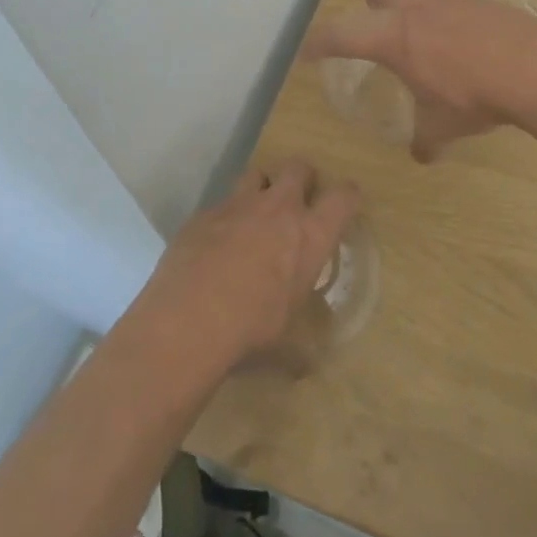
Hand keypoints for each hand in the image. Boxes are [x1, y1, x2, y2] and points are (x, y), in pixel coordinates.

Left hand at [137, 162, 358, 368]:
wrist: (188, 321)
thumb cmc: (251, 331)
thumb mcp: (287, 344)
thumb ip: (300, 348)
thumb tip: (303, 368)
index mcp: (310, 236)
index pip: (344, 197)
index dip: (348, 195)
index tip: (346, 202)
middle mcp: (278, 209)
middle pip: (299, 168)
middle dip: (302, 178)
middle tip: (297, 201)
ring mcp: (238, 206)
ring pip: (257, 174)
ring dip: (261, 189)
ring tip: (255, 215)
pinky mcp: (203, 214)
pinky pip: (220, 206)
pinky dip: (224, 220)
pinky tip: (214, 247)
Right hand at [303, 0, 536, 160]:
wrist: (533, 67)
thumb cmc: (474, 97)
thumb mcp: (443, 126)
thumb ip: (426, 138)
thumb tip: (421, 157)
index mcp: (392, 37)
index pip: (341, 33)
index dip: (320, 41)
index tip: (308, 51)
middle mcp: (415, 8)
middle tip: (380, 26)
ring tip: (424, 25)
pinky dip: (450, 10)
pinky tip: (465, 37)